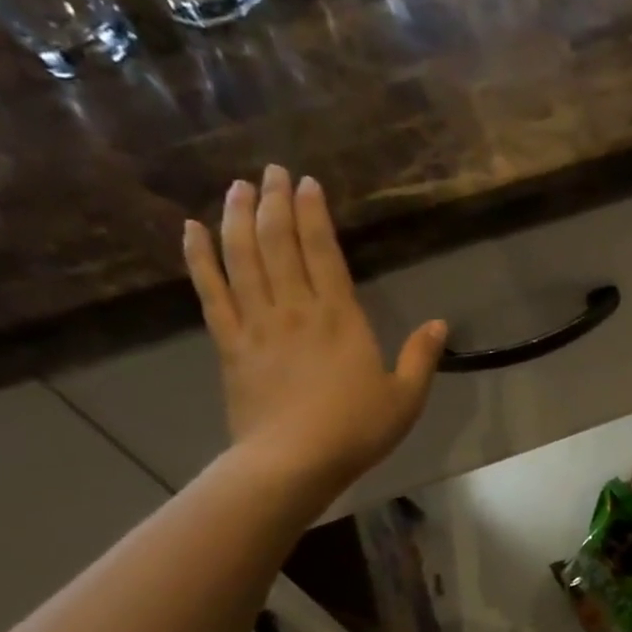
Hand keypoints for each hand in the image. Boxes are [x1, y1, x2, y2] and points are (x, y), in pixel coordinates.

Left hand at [183, 166, 445, 499]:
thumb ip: (421, 358)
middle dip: (275, 202)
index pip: (323, 252)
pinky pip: (211, 291)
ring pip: (243, 257)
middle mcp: (296, 308)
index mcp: (340, 318)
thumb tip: (440, 324)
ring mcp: (257, 323)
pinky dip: (200, 258)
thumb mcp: (405, 398)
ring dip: (238, 218)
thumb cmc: (356, 430)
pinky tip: (191, 230)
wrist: (293, 461)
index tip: (307, 183)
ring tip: (237, 187)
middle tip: (271, 171)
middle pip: (279, 243)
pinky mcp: (230, 343)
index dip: (314, 214)